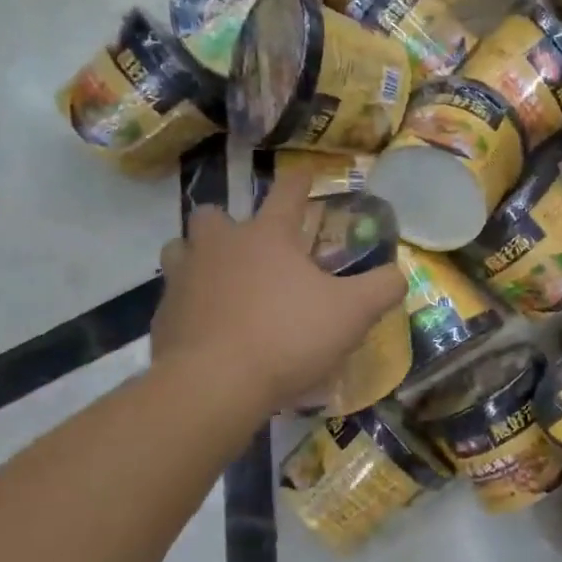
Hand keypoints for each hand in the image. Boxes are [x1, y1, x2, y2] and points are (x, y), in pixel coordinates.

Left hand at [152, 179, 406, 414]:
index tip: (305, 177)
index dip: (300, 181)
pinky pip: (173, 299)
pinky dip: (189, 306)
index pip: (287, 191)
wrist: (214, 385)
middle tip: (249, 247)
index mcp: (266, 236)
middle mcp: (219, 246)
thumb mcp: (352, 314)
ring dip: (197, 258)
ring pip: (179, 250)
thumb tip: (398, 274)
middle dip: (228, 222)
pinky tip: (207, 329)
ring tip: (218, 282)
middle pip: (213, 214)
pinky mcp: (162, 317)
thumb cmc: (288, 336)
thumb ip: (381, 288)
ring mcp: (183, 279)